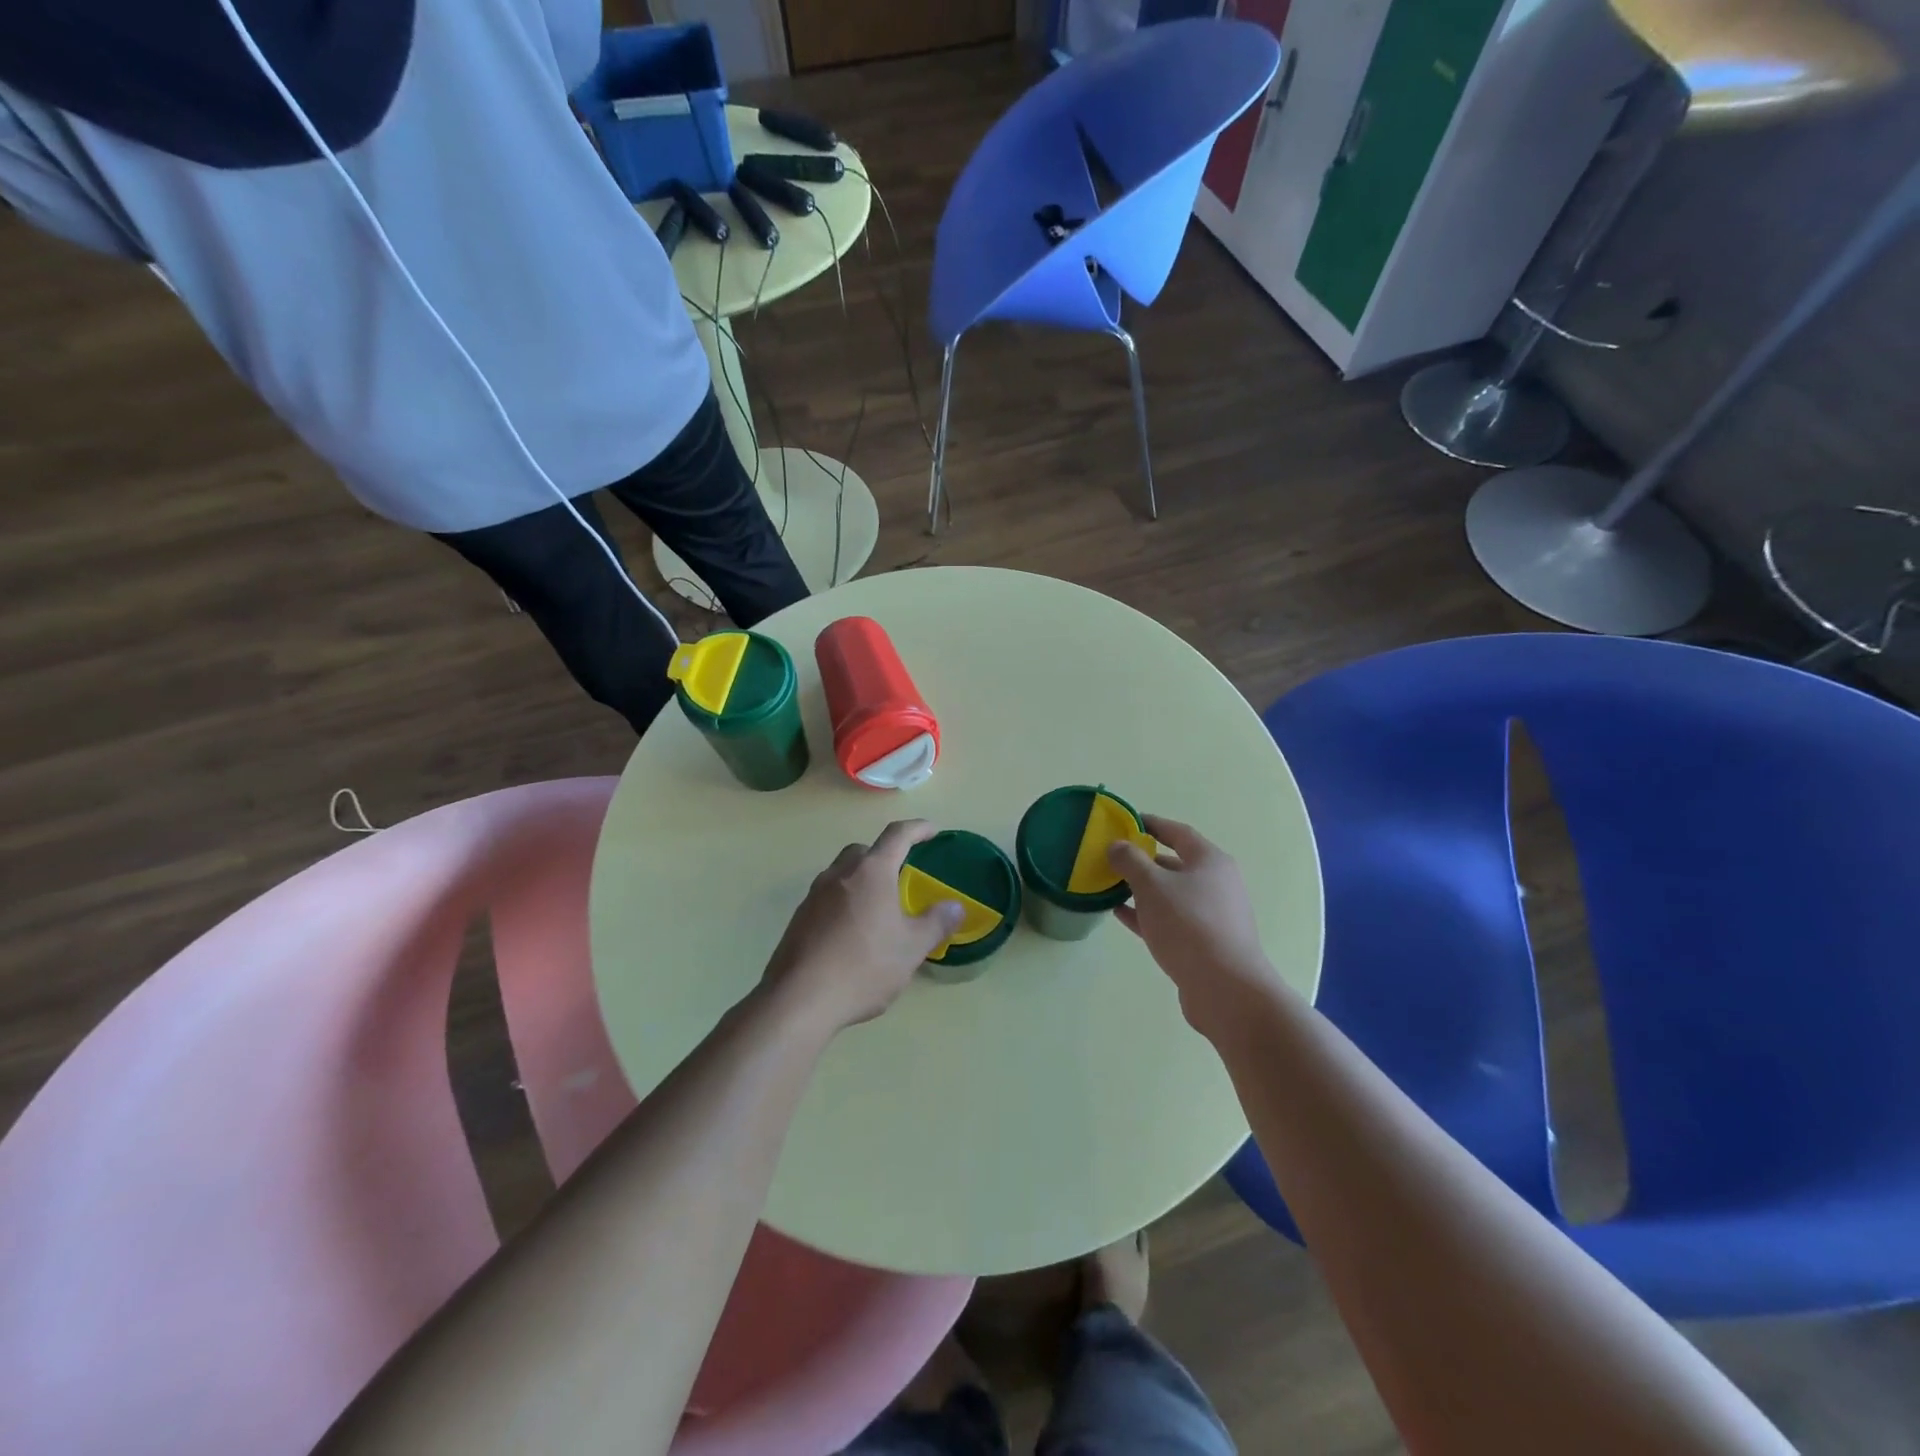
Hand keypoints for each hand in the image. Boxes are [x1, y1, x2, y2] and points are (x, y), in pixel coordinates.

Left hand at [762, 820, 963, 1034]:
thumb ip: (936, 923)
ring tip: (878, 908)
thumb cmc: (864, 966)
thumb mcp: (911, 948)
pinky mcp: (798, 919)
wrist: (799, 999)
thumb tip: (955, 906)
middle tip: (901, 875)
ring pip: (842, 874)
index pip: (897, 836)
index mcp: (871, 872)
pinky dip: (844, 903)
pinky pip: (827, 898)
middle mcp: (840, 874)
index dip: (917, 829)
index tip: (932, 830)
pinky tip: (853, 933)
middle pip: (863, 851)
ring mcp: (814, 895)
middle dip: (884, 856)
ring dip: (861, 880)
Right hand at [1109, 817, 1283, 1038]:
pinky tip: (1121, 914)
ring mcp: (1212, 916)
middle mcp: (1216, 884)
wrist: (1225, 989)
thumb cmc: (1188, 925)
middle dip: (1143, 860)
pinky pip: (1170, 920)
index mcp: (1210, 861)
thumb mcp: (1152, 886)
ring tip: (1110, 886)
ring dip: (1142, 889)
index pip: (1177, 832)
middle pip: (1175, 864)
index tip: (1125, 822)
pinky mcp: (1204, 943)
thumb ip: (1130, 861)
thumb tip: (1118, 846)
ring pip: (1171, 894)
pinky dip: (1147, 914)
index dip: (1150, 825)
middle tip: (1112, 857)